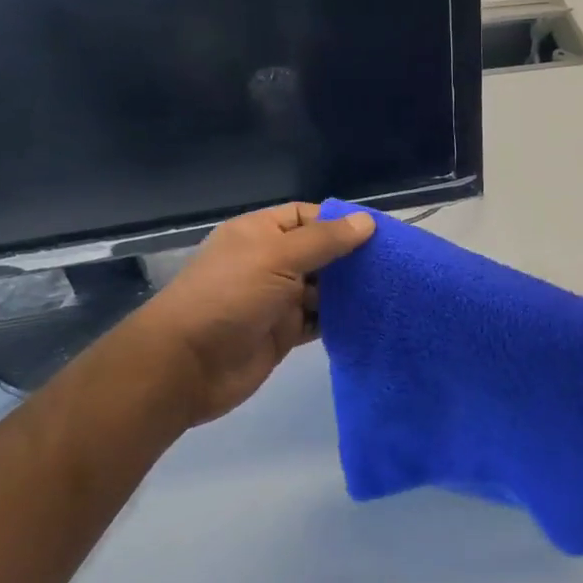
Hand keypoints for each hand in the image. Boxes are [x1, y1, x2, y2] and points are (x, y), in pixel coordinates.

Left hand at [144, 202, 374, 426]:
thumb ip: (324, 240)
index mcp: (260, 233)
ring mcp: (277, 299)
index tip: (380, 234)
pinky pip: (320, 320)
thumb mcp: (277, 257)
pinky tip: (370, 317)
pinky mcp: (285, 332)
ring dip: (350, 290)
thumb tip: (367, 222)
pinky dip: (341, 318)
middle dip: (352, 257)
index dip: (341, 222)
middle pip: (319, 252)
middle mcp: (270, 262)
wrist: (187, 366)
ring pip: (323, 288)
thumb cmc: (229, 297)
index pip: (308, 216)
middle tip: (394, 263)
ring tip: (391, 289)